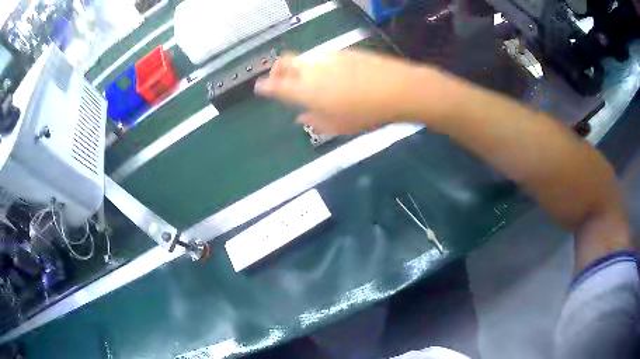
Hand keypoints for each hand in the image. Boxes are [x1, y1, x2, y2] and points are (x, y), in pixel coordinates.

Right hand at [254, 50, 423, 134]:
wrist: (396, 88)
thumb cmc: (363, 113)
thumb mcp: (336, 126)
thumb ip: (314, 121)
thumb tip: (301, 118)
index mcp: (303, 89)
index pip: (275, 85)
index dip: (265, 86)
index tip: (260, 88)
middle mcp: (310, 68)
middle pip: (283, 62)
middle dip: (276, 70)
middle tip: (279, 80)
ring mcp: (327, 57)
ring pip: (303, 58)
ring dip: (297, 67)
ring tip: (306, 80)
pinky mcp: (343, 52)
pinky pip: (321, 57)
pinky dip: (316, 65)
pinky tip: (330, 75)